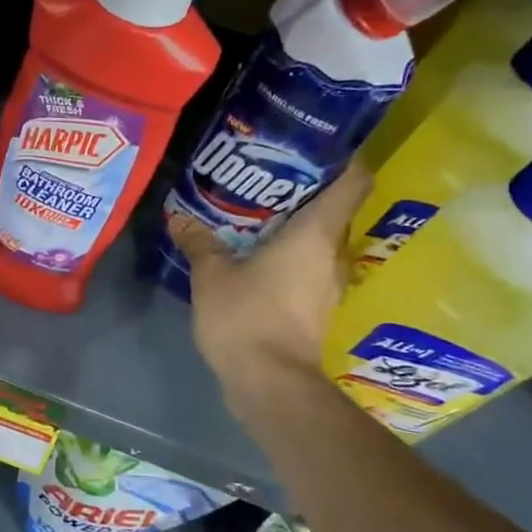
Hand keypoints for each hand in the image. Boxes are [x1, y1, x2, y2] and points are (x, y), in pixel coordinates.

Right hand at [165, 165, 370, 411]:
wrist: (270, 384)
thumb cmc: (247, 318)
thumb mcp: (211, 275)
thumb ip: (199, 242)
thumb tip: (179, 216)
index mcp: (315, 234)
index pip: (352, 182)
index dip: (341, 159)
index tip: (314, 148)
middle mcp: (332, 254)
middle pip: (333, 211)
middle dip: (303, 193)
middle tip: (265, 179)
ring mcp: (328, 284)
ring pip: (319, 242)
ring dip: (294, 228)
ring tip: (255, 216)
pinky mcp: (316, 308)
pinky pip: (307, 268)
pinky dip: (288, 257)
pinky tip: (255, 257)